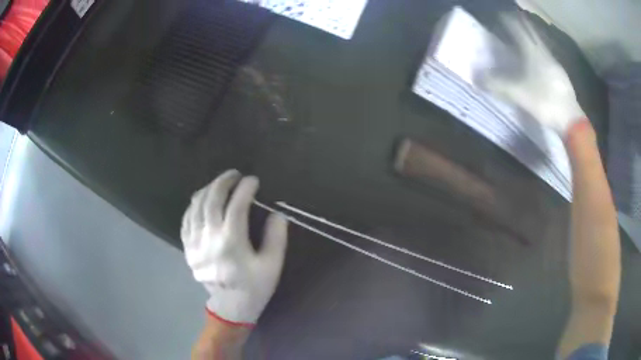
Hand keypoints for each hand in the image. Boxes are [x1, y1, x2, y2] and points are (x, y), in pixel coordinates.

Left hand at [181, 169, 287, 325]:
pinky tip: (201, 200)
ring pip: (196, 206)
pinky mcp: (187, 248)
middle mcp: (209, 239)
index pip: (236, 205)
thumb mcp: (272, 265)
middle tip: (235, 174)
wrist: (231, 306)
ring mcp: (194, 243)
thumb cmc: (254, 287)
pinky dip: (193, 205)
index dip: (246, 189)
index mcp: (231, 243)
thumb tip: (276, 213)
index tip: (253, 180)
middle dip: (224, 182)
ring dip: (208, 189)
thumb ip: (276, 237)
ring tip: (219, 183)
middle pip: (212, 200)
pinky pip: (186, 220)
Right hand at [484, 15, 584, 135]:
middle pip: (532, 33)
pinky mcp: (561, 74)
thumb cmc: (544, 102)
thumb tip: (477, 78)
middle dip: (522, 24)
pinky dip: (540, 51)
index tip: (500, 15)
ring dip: (532, 37)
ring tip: (526, 35)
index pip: (518, 30)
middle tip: (514, 18)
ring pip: (541, 44)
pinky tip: (540, 58)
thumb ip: (498, 85)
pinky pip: (548, 55)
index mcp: (533, 53)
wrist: (571, 119)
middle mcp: (544, 53)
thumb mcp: (518, 94)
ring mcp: (554, 63)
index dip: (508, 21)